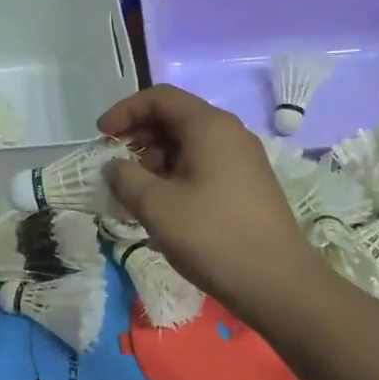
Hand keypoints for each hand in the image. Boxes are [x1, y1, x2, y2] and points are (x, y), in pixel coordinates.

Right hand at [99, 85, 319, 317]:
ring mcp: (242, 159)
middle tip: (116, 167)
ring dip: (155, 160)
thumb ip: (125, 178)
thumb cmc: (212, 236)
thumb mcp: (156, 206)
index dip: (125, 111)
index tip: (101, 137)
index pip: (159, 97)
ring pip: (188, 144)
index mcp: (209, 126)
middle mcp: (229, 133)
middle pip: (175, 118)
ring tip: (136, 193)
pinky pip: (203, 165)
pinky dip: (175, 175)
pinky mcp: (247, 185)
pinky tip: (163, 206)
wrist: (277, 282)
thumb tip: (113, 166)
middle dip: (139, 137)